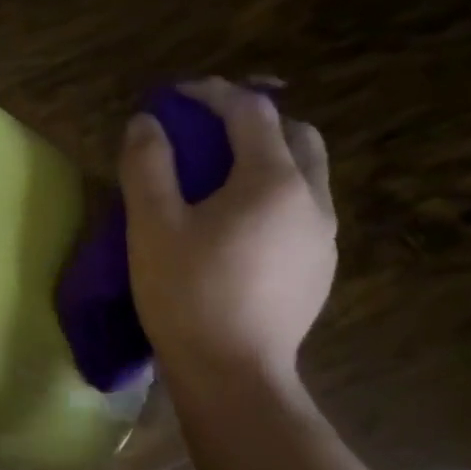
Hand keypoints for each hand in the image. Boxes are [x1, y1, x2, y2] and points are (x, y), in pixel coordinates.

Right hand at [120, 78, 334, 390]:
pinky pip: (305, 208)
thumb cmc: (187, 296)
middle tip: (210, 132)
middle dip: (254, 120)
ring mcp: (324, 235)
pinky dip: (277, 193)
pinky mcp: (321, 267)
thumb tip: (146, 123)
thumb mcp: (152, 227)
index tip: (176, 97)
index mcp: (272, 181)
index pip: (249, 112)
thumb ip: (148, 166)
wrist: (233, 375)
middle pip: (295, 133)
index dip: (211, 94)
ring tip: (225, 176)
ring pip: (307, 172)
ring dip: (270, 157)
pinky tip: (242, 223)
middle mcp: (312, 198)